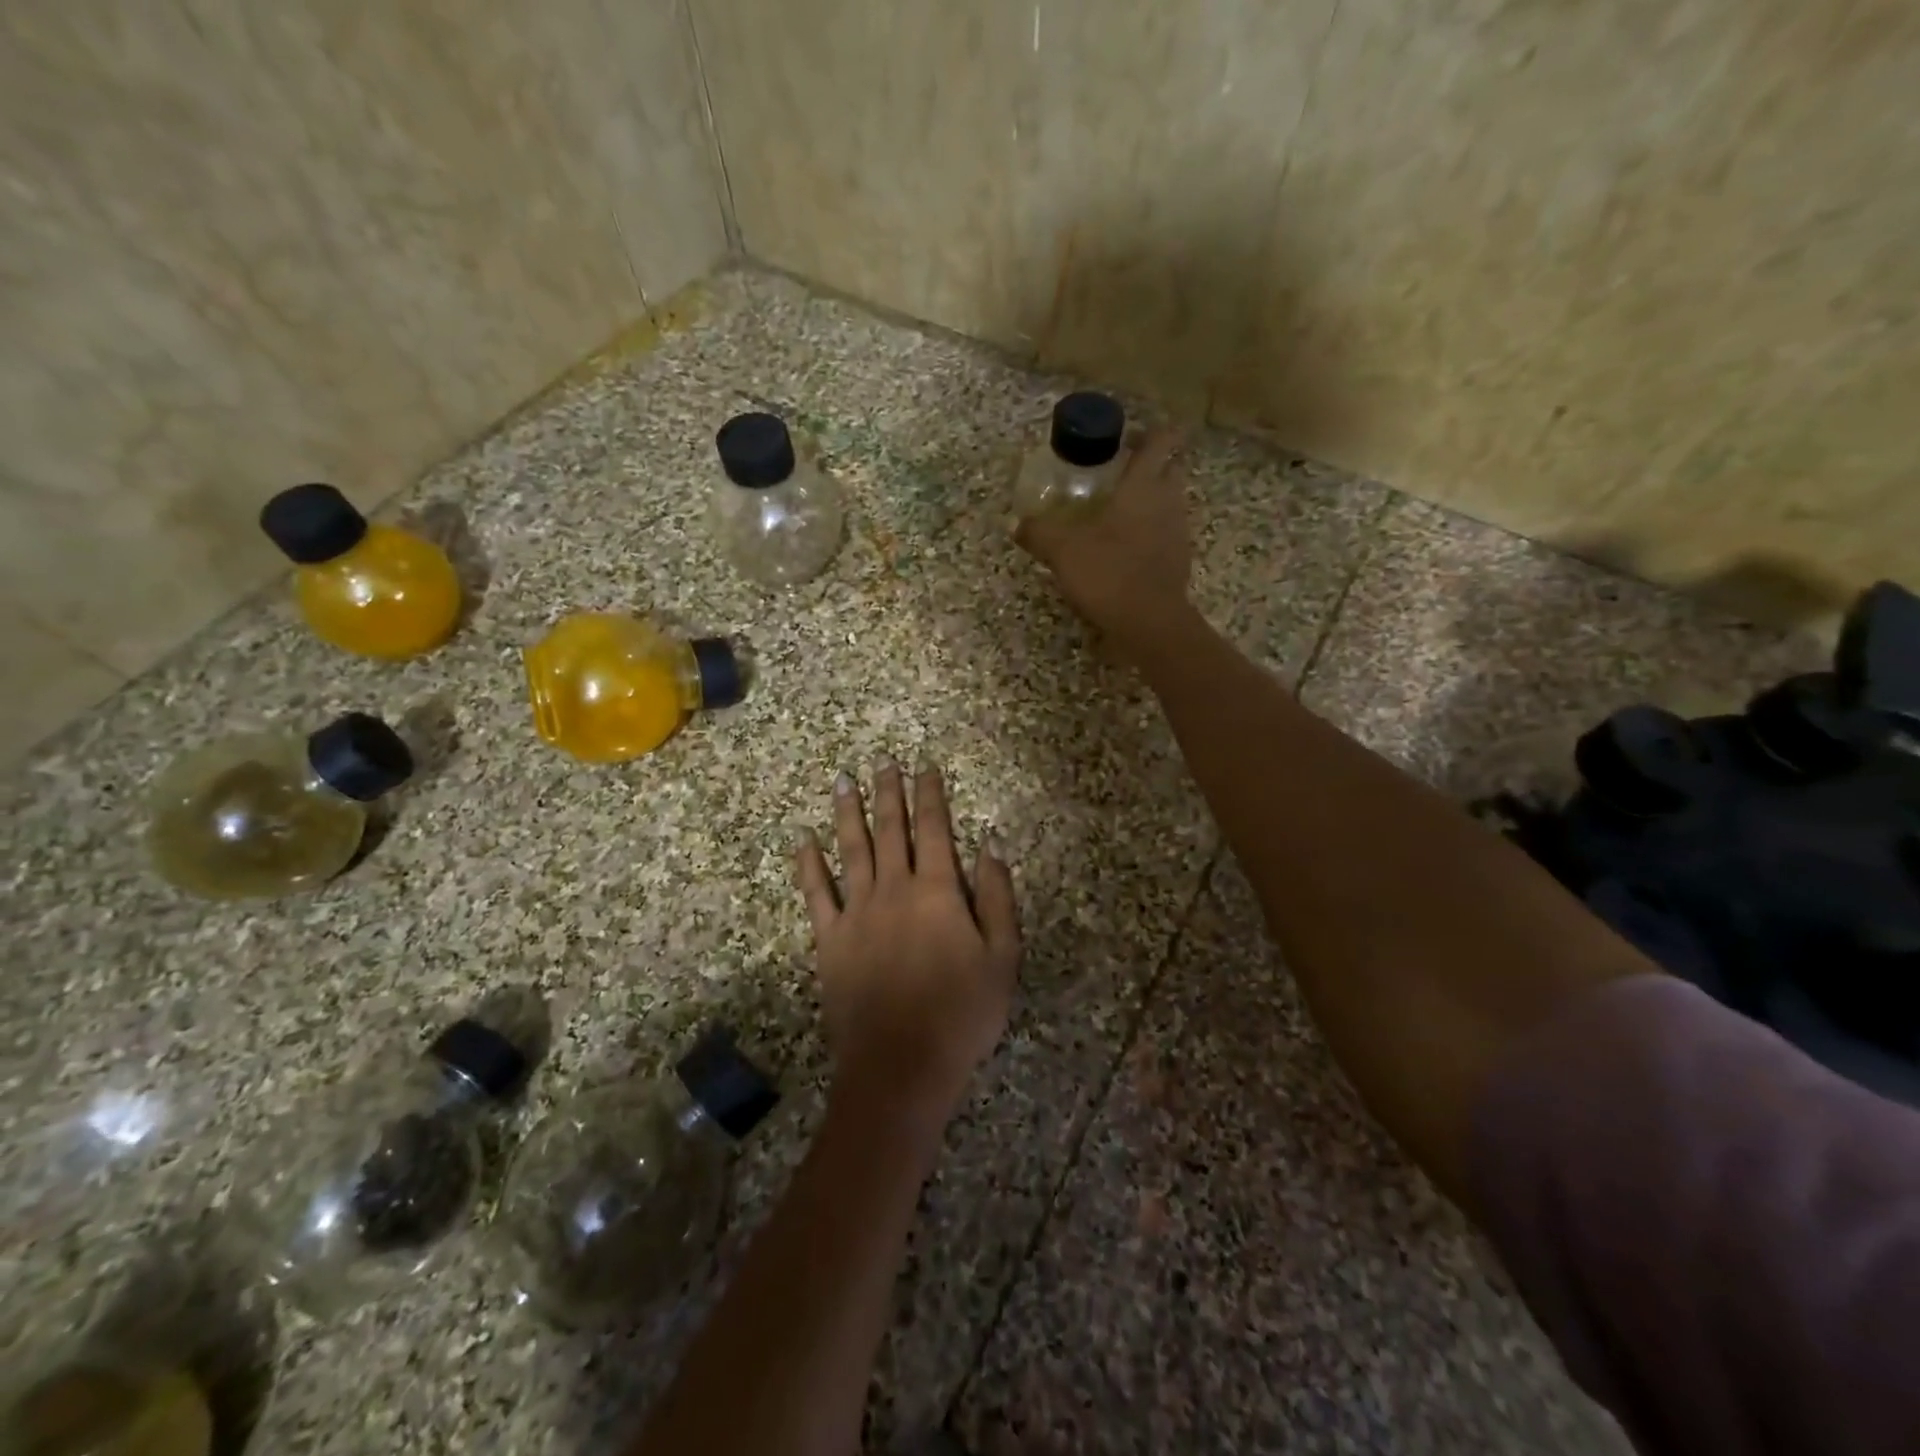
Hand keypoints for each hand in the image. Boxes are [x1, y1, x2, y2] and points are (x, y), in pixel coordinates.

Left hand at [795, 761, 1020, 1130]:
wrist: (901, 1066)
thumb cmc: (963, 1014)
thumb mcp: (1003, 957)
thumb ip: (997, 897)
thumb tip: (989, 845)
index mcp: (938, 891)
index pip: (935, 829)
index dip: (930, 795)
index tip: (925, 766)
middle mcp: (894, 889)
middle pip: (890, 830)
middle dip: (888, 792)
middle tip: (882, 761)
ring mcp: (856, 912)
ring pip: (851, 849)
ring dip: (847, 813)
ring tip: (843, 780)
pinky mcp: (829, 939)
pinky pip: (816, 893)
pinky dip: (808, 864)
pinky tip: (802, 839)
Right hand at [1014, 427, 1192, 658]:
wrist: (1150, 624)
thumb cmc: (1109, 573)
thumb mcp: (1063, 550)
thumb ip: (1039, 532)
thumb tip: (1016, 524)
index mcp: (1144, 486)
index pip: (1161, 440)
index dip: (1151, 431)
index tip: (1129, 436)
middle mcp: (1168, 502)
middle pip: (1171, 468)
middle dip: (1152, 465)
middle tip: (1120, 473)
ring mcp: (1178, 533)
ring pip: (1171, 503)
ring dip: (1151, 500)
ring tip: (1118, 512)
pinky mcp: (1179, 562)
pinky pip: (1166, 535)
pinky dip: (1151, 533)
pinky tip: (1125, 549)